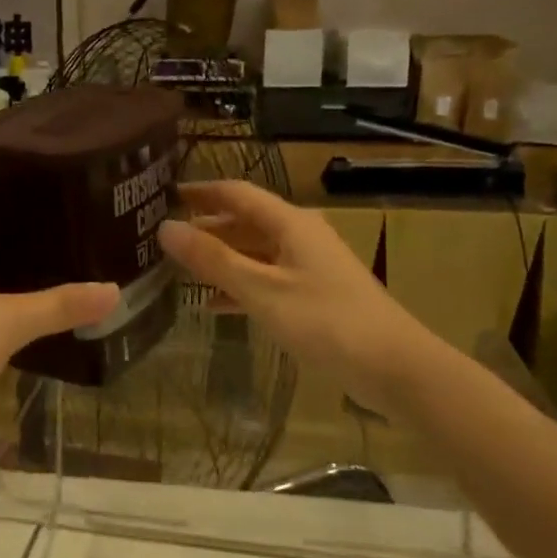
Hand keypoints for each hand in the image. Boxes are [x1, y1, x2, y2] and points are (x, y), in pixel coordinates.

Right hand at [158, 181, 423, 413]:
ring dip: (220, 259)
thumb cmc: (325, 321)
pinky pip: (267, 280)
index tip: (165, 195)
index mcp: (290, 223)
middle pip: (245, 222)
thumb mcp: (262, 289)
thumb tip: (166, 228)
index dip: (201, 191)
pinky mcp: (314, 296)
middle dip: (206, 227)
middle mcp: (300, 236)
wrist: (392, 366)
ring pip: (254, 252)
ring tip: (178, 270)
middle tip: (163, 237)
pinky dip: (240, 287)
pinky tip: (213, 305)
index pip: (237, 193)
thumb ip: (213, 259)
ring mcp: (309, 267)